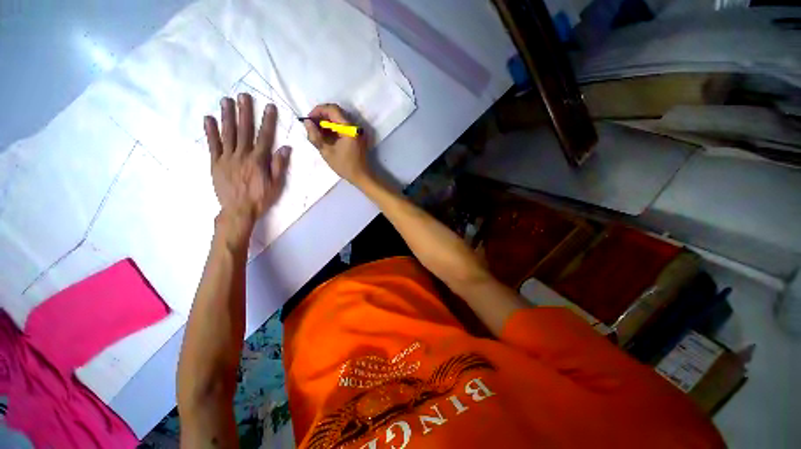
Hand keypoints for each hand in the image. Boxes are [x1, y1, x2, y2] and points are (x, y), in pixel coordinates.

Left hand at [204, 94, 290, 241]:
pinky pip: (213, 145)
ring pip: (227, 134)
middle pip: (244, 130)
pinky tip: (209, 118)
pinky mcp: (215, 163)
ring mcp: (227, 158)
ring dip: (227, 116)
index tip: (269, 107)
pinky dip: (210, 131)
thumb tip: (285, 148)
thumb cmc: (260, 198)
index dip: (268, 121)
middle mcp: (242, 155)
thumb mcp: (276, 185)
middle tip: (243, 95)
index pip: (265, 137)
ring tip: (226, 100)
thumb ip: (279, 166)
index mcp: (258, 161)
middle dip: (245, 112)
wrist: (238, 210)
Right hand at [303, 104, 370, 184]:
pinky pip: (343, 127)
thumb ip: (315, 136)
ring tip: (317, 133)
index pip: (332, 109)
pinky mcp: (356, 136)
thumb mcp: (327, 152)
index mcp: (349, 128)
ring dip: (327, 123)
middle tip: (311, 126)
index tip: (309, 120)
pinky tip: (326, 137)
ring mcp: (356, 131)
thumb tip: (306, 122)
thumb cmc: (345, 166)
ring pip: (339, 120)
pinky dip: (333, 129)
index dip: (318, 111)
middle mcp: (354, 126)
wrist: (362, 176)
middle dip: (321, 117)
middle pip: (336, 113)